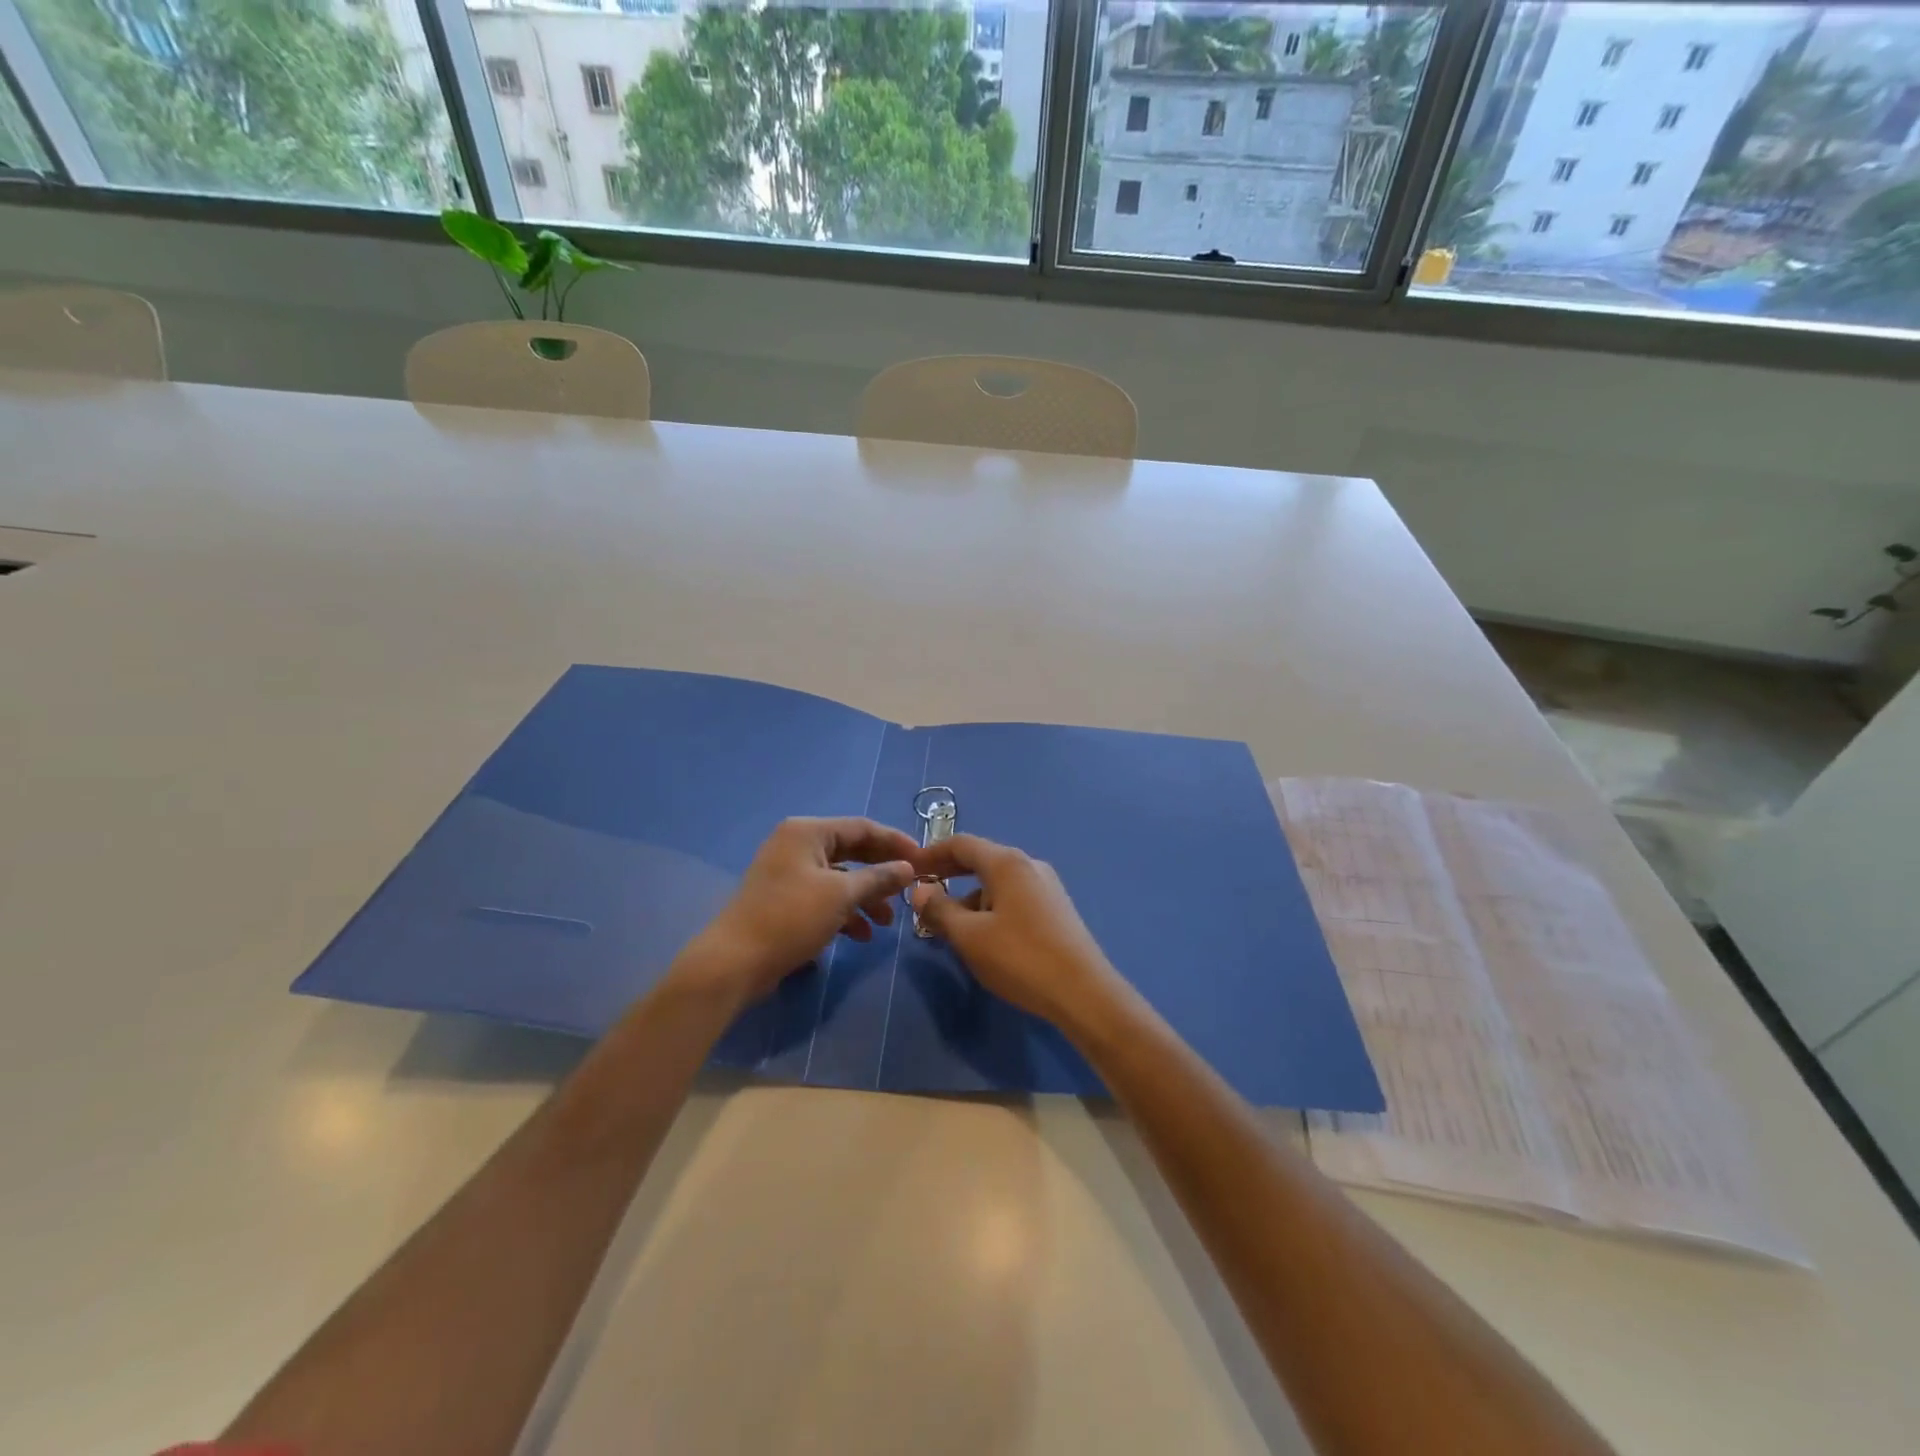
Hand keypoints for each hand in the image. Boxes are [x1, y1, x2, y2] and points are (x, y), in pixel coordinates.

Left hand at [677, 817, 917, 1007]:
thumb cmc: (790, 918)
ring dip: (866, 898)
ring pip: (840, 878)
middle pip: (852, 852)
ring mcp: (789, 873)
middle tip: (909, 890)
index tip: (923, 860)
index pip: (862, 827)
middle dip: (881, 874)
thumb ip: (879, 878)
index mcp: (807, 831)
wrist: (734, 962)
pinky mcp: (785, 900)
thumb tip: (909, 868)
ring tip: (886, 923)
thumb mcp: (841, 896)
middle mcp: (797, 844)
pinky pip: (824, 897)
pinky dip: (845, 912)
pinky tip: (861, 936)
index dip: (895, 842)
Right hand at [909, 834, 1127, 1033]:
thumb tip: (920, 890)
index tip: (909, 868)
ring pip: (997, 882)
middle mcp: (1029, 865)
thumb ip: (940, 910)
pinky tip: (984, 937)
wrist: (1083, 992)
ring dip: (970, 896)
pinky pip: (1013, 897)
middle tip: (923, 892)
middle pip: (981, 859)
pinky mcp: (1056, 909)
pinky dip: (991, 907)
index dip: (931, 853)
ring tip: (951, 926)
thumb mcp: (969, 936)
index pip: (962, 843)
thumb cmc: (1020, 958)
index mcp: (1007, 863)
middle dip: (950, 874)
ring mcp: (1046, 886)